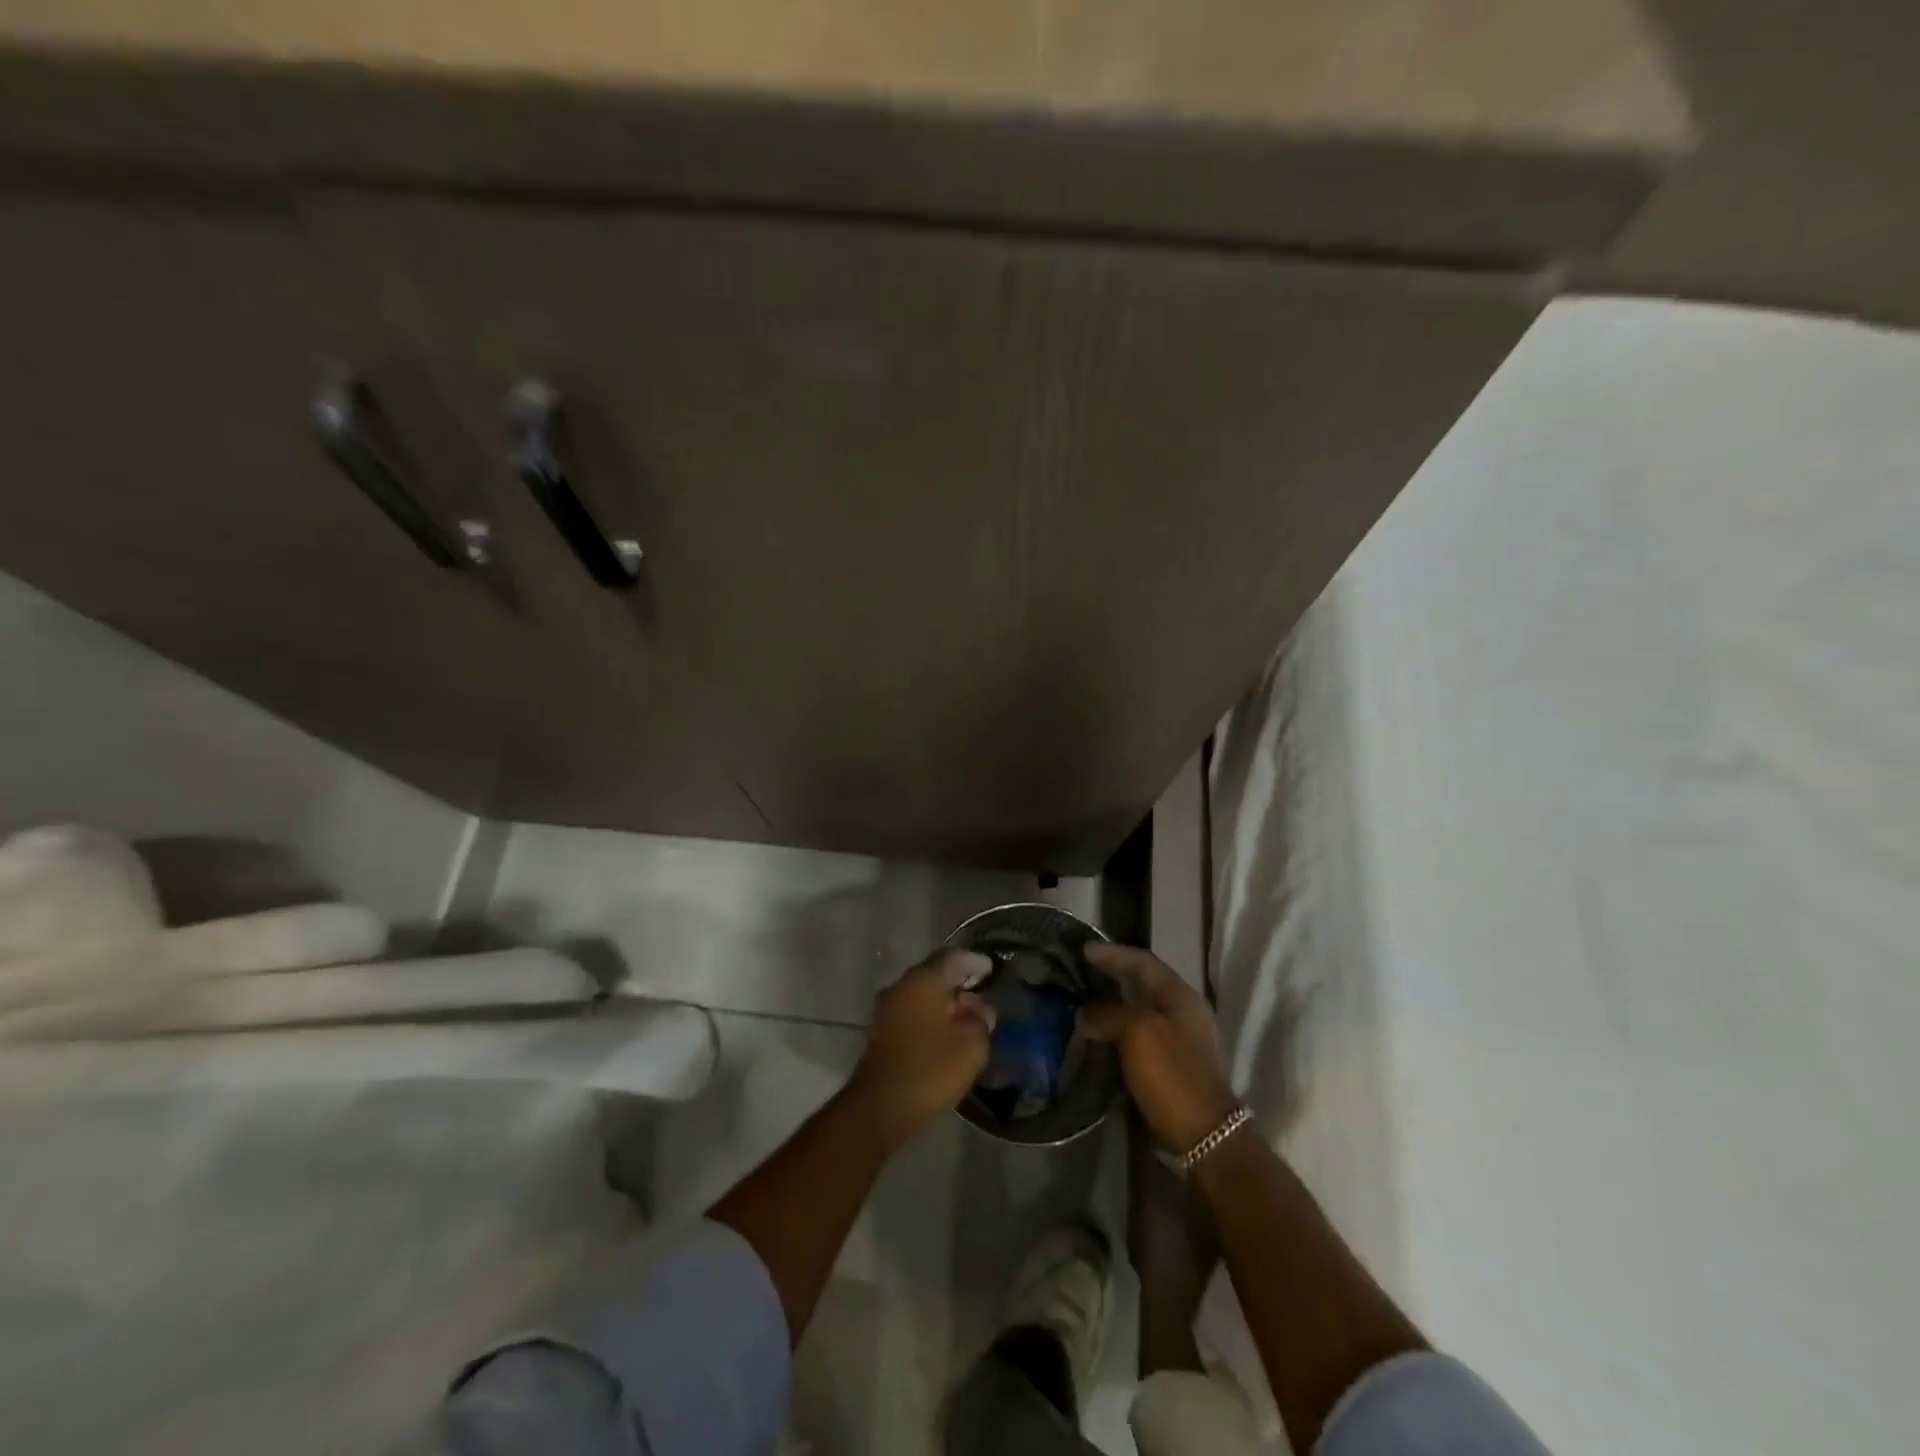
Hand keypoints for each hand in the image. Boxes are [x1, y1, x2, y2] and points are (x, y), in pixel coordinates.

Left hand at [847, 948, 995, 1148]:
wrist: (880, 1108)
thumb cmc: (930, 1070)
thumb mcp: (971, 1045)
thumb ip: (981, 1019)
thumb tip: (979, 1007)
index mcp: (923, 980)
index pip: (953, 957)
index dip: (976, 962)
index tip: (992, 971)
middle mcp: (901, 985)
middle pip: (935, 972)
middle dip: (960, 980)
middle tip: (983, 992)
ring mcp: (887, 1007)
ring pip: (922, 992)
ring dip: (945, 999)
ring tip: (968, 1015)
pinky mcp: (882, 1030)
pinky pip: (913, 1010)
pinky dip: (931, 1014)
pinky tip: (947, 1032)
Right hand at [1082, 943, 1238, 1155]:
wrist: (1204, 1136)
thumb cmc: (1173, 1074)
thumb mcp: (1137, 1033)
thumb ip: (1109, 1013)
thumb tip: (1086, 1012)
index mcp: (1181, 996)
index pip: (1143, 962)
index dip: (1113, 954)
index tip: (1084, 951)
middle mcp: (1184, 1012)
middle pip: (1143, 984)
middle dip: (1112, 978)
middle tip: (1081, 975)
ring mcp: (1181, 1041)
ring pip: (1140, 1012)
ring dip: (1113, 1007)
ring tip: (1083, 1006)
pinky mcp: (1173, 1067)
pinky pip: (1140, 1038)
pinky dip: (1118, 1033)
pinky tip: (1099, 1039)